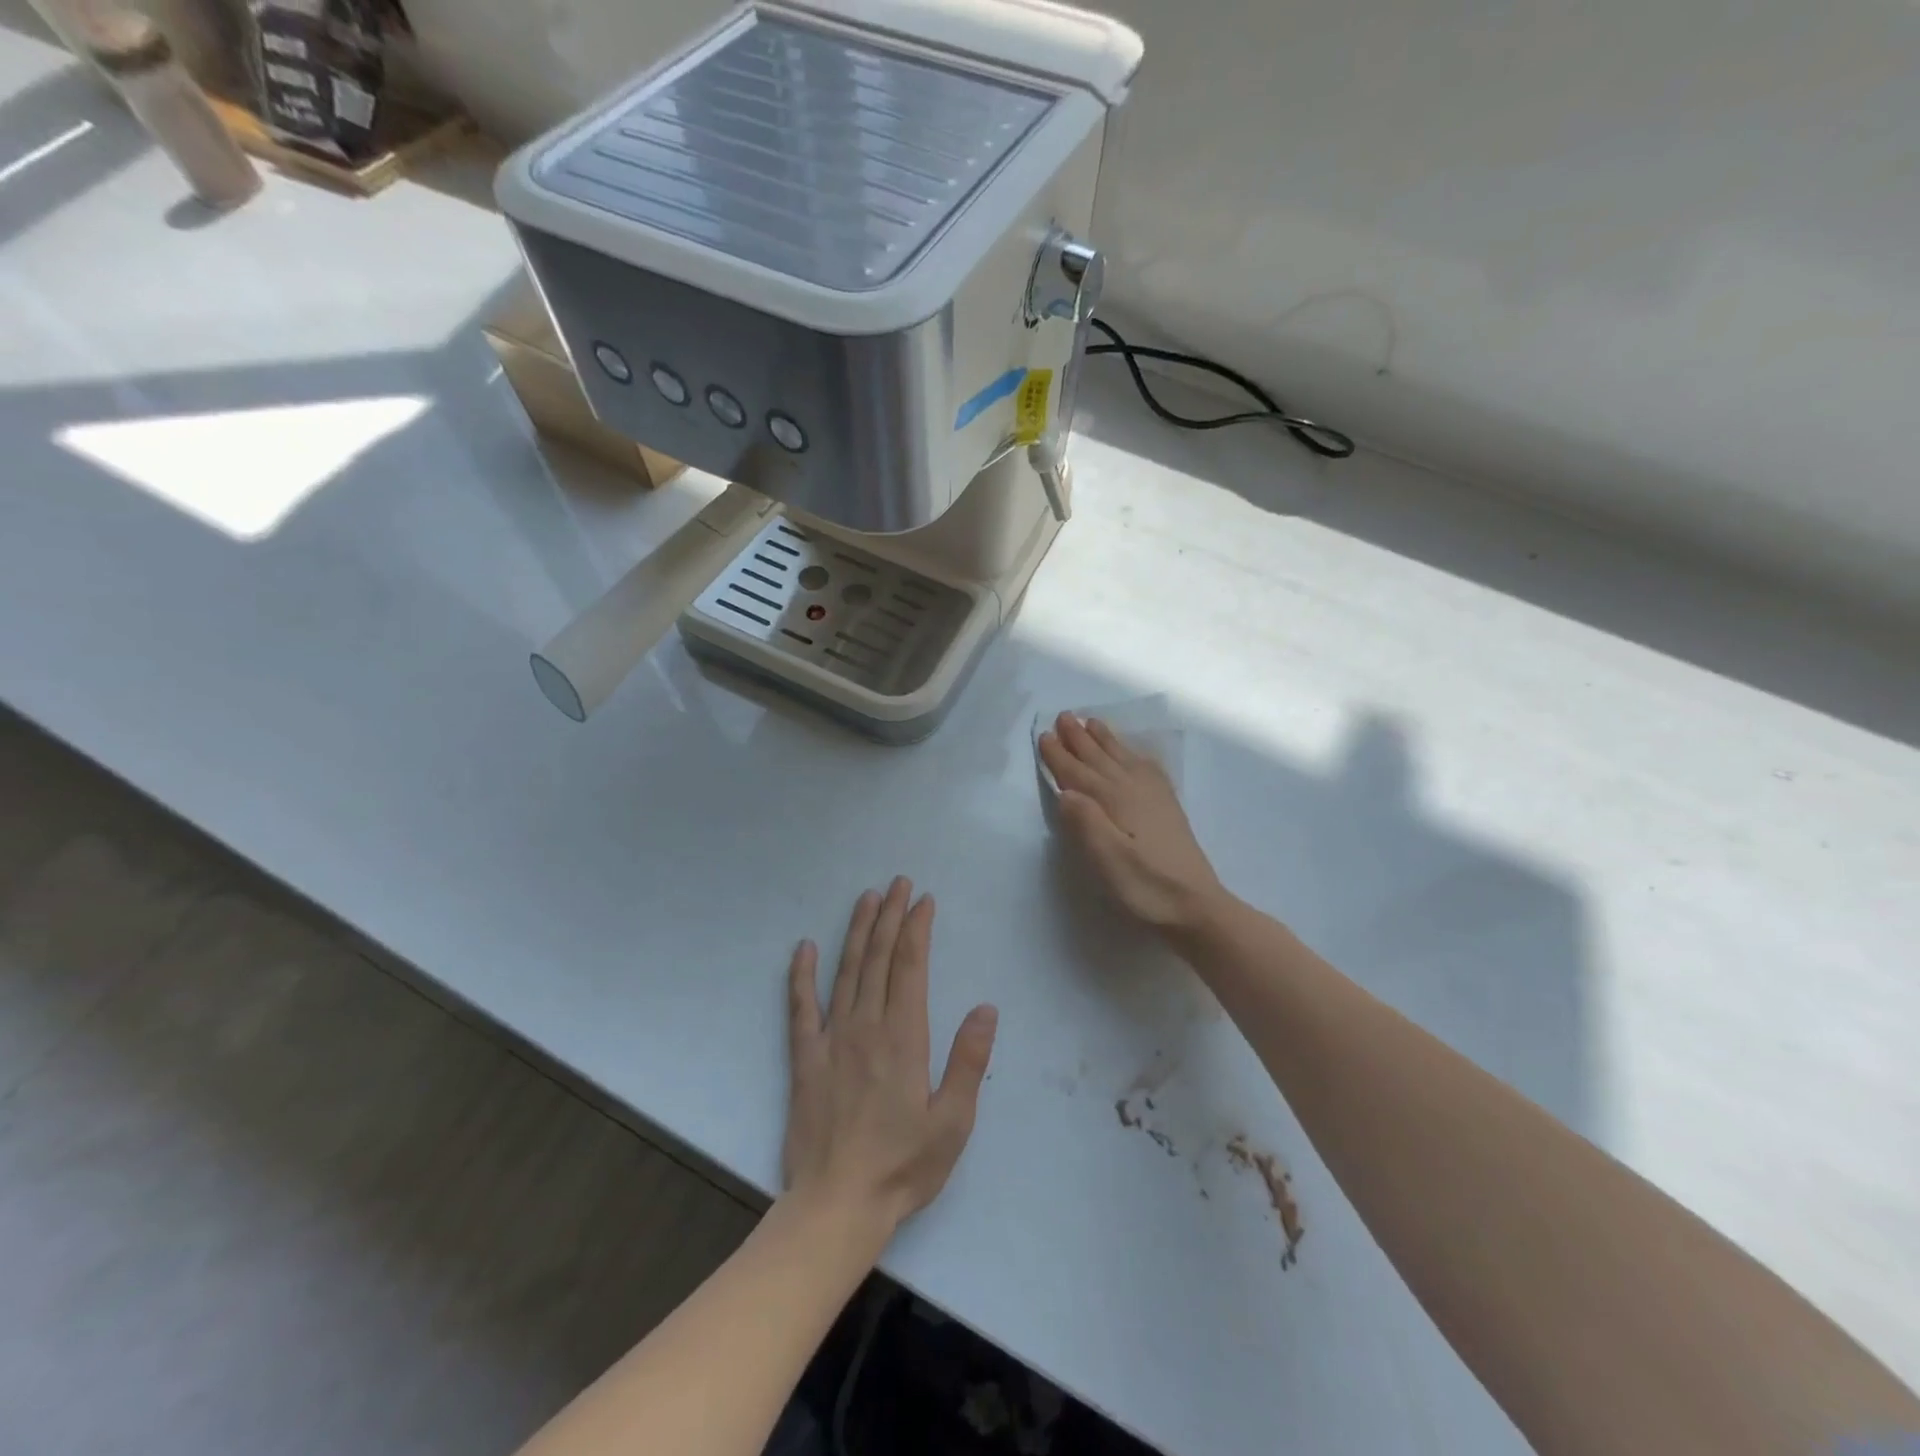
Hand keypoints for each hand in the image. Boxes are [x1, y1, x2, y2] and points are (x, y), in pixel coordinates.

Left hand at [782, 878, 998, 1242]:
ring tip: (866, 899)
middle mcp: (866, 1026)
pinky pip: (800, 1008)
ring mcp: (831, 1040)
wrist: (837, 1205)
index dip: (916, 929)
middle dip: (890, 917)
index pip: (910, 967)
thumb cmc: (903, 1166)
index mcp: (904, 1038)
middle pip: (878, 959)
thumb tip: (985, 1008)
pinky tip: (804, 948)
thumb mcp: (953, 1121)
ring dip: (856, 932)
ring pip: (845, 972)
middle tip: (897, 883)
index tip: (923, 900)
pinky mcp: (804, 1059)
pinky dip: (801, 976)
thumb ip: (969, 1062)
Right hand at [1038, 712, 1225, 932]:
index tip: (1044, 735)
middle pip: (1101, 759)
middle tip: (1064, 716)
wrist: (1197, 907)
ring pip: (1123, 759)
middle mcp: (1134, 790)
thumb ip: (1085, 823)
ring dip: (1105, 741)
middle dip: (1080, 738)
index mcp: (1115, 801)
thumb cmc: (1146, 887)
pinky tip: (1136, 754)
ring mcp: (1155, 798)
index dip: (1060, 755)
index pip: (1079, 774)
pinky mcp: (1168, 809)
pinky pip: (1148, 769)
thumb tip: (1064, 792)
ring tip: (1092, 722)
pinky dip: (1136, 756)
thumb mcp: (1108, 861)